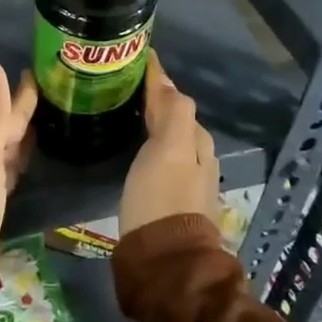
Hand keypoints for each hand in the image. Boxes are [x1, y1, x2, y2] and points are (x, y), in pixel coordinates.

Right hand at [119, 53, 218, 236]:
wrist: (165, 262)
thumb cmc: (162, 200)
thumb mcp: (169, 149)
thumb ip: (172, 112)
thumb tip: (165, 78)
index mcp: (197, 141)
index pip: (176, 98)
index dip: (156, 79)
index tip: (134, 60)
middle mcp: (199, 158)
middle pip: (176, 118)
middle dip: (154, 99)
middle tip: (122, 85)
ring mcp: (187, 182)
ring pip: (170, 139)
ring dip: (152, 122)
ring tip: (124, 112)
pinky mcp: (172, 201)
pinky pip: (162, 158)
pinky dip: (150, 144)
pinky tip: (134, 148)